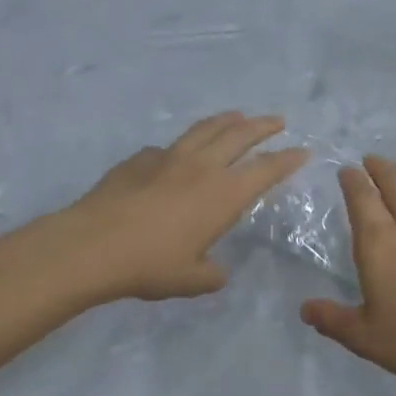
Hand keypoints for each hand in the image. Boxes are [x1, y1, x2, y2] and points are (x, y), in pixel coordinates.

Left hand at [56, 113, 308, 302]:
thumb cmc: (150, 265)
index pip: (266, 169)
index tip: (303, 150)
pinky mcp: (139, 159)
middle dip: (263, 126)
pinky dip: (183, 146)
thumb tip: (216, 272)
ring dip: (226, 120)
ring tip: (237, 116)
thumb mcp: (191, 280)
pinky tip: (177, 154)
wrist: (92, 245)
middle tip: (277, 121)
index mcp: (223, 194)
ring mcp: (168, 158)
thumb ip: (211, 274)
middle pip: (240, 135)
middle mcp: (202, 167)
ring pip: (205, 129)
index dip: (288, 159)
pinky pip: (168, 147)